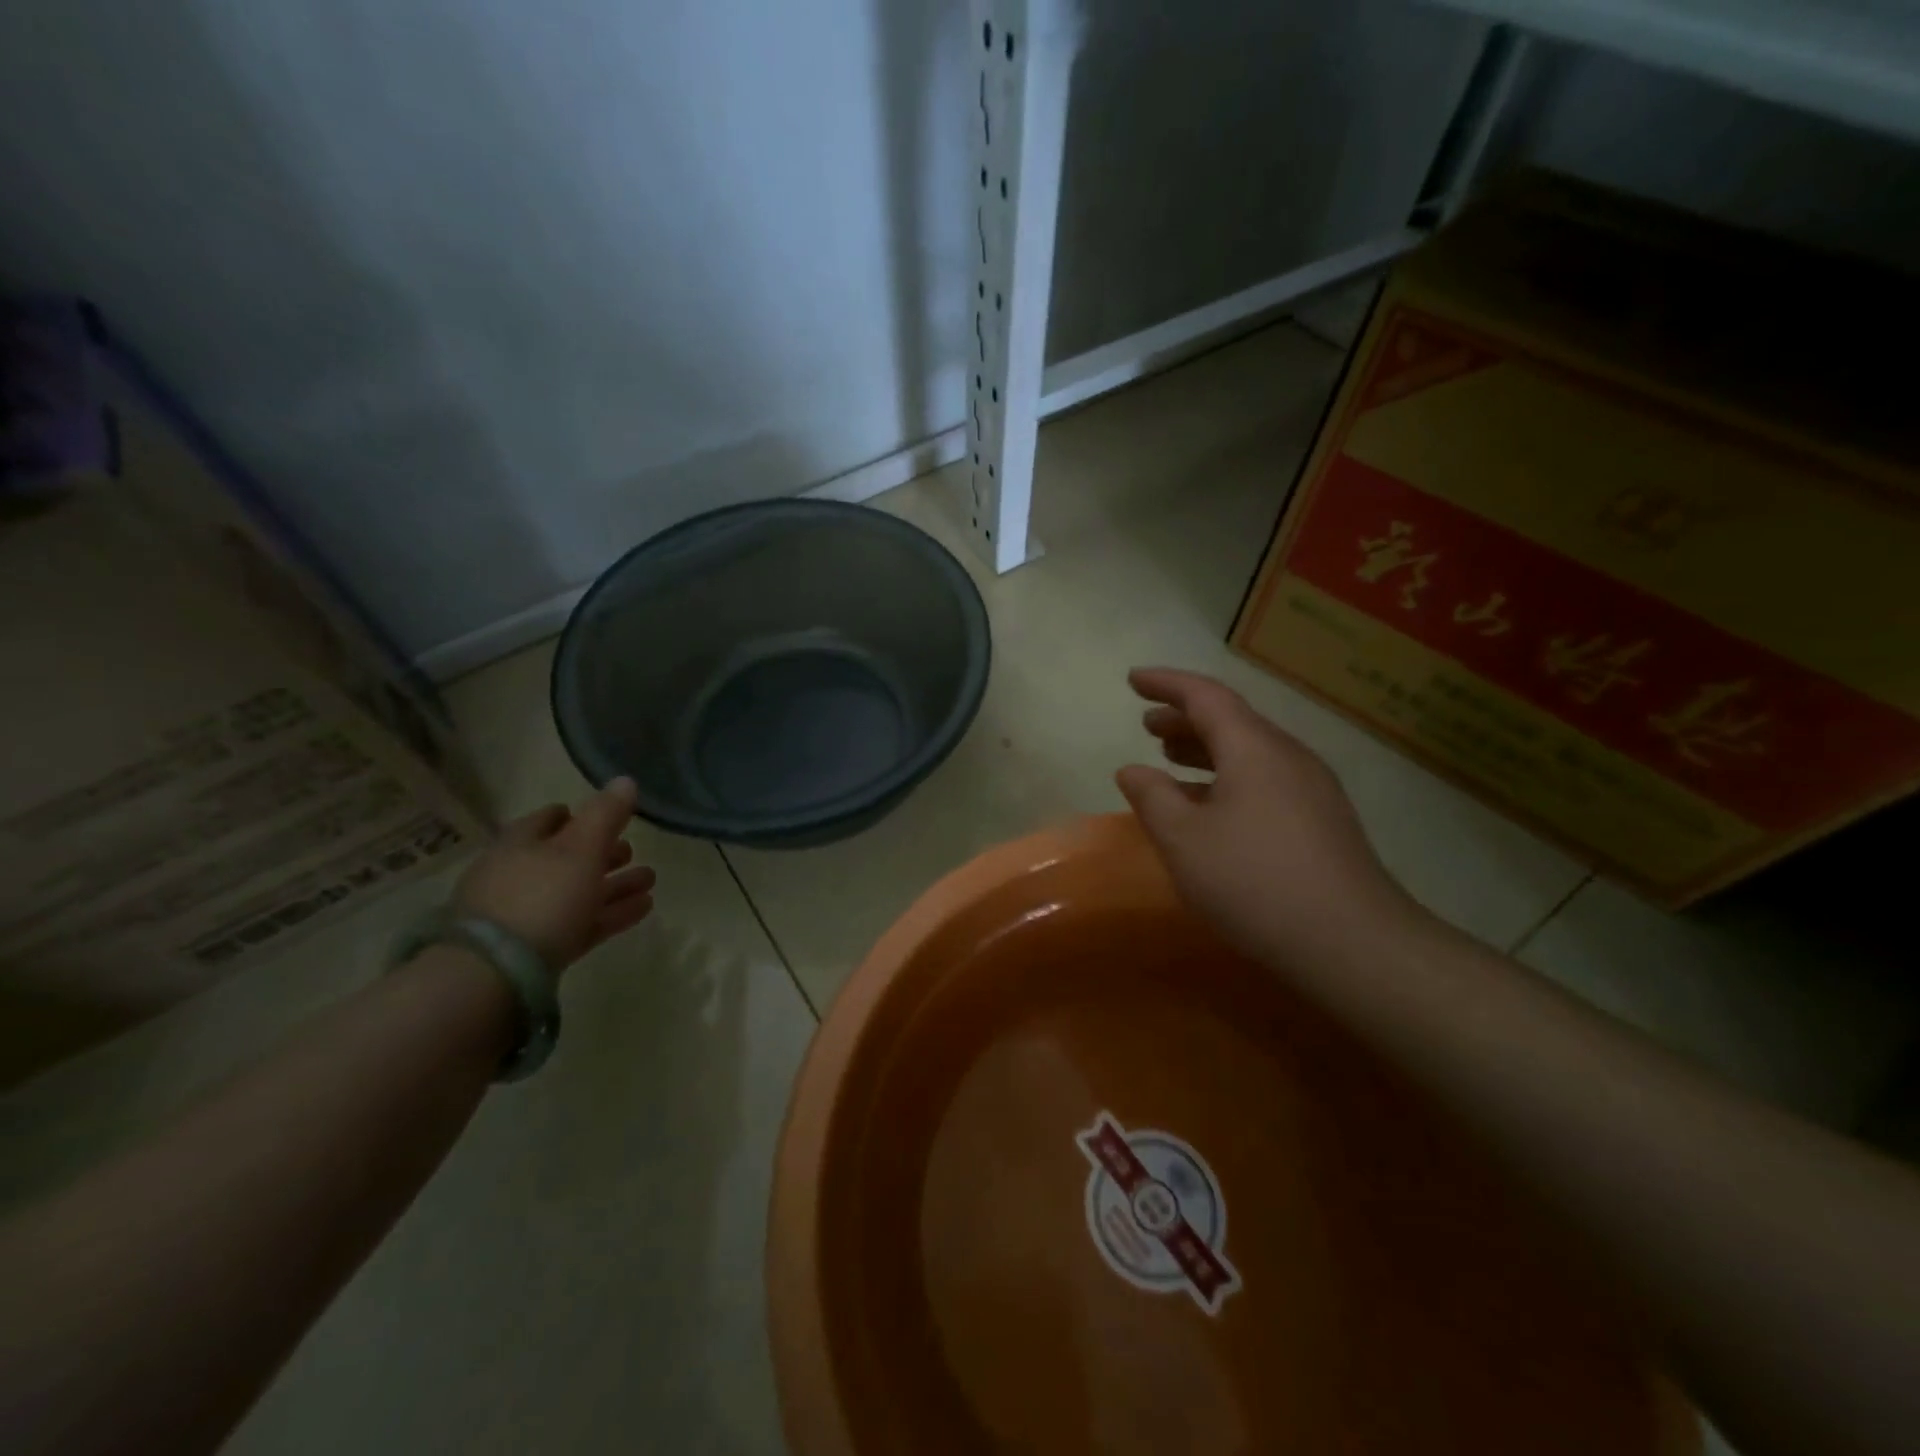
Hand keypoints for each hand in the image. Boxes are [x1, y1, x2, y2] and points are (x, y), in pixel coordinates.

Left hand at [451, 778, 655, 971]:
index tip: (606, 816)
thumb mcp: (581, 849)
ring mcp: (525, 916)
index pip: (546, 820)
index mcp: (519, 844)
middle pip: (564, 858)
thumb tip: (625, 779)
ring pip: (576, 892)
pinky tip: (643, 908)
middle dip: (601, 853)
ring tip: (650, 880)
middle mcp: (517, 876)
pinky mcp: (538, 950)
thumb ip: (605, 815)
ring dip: (614, 885)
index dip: (575, 815)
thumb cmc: (541, 897)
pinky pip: (581, 923)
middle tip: (632, 851)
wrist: (494, 975)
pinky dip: (610, 913)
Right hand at [1115, 668, 1420, 966]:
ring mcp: (1313, 789)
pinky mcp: (1324, 821)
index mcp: (1254, 748)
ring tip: (1171, 759)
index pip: (1205, 696)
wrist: (1354, 944)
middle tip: (1147, 725)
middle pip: (1232, 721)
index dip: (1166, 683)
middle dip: (1185, 718)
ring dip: (1206, 749)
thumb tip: (1132, 770)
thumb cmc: (1255, 882)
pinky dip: (1228, 778)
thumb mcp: (1184, 840)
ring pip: (1250, 752)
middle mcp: (1288, 756)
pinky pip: (1266, 779)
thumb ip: (1152, 798)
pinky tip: (1212, 808)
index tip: (1133, 680)